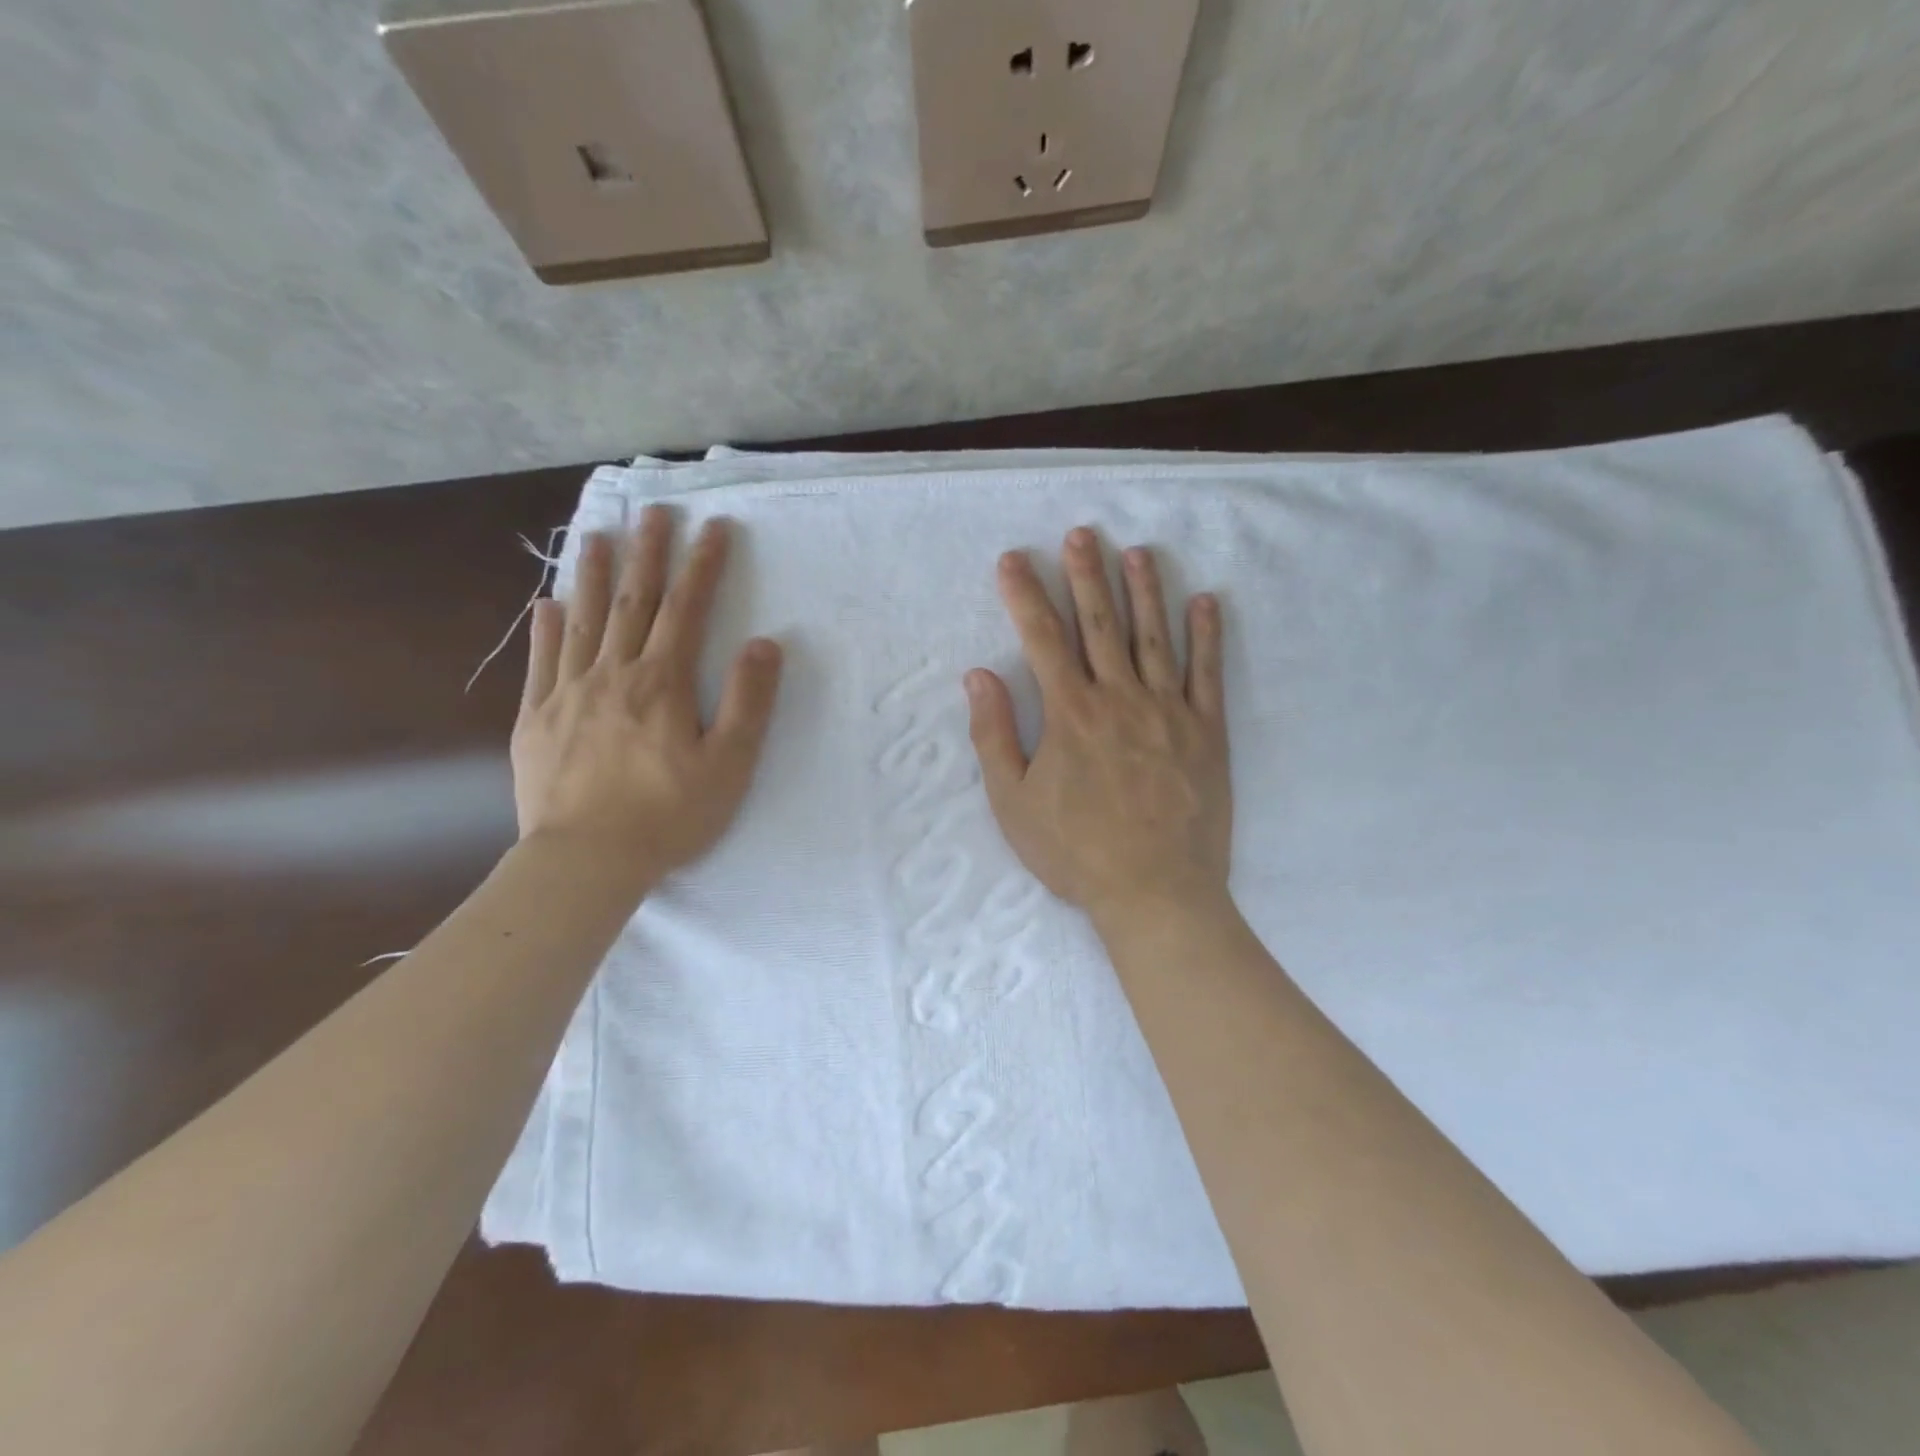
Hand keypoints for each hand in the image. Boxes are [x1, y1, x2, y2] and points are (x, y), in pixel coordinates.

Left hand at [512, 507, 782, 887]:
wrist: (586, 860)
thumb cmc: (669, 816)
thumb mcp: (729, 764)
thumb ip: (748, 701)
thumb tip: (764, 644)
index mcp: (663, 684)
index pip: (687, 610)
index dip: (702, 566)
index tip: (714, 528)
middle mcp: (613, 675)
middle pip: (634, 603)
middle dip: (649, 554)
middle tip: (655, 512)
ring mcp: (568, 694)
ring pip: (584, 621)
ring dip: (595, 576)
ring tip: (599, 536)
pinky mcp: (537, 720)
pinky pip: (541, 663)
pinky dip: (546, 629)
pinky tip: (547, 605)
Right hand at [966, 527, 1230, 927]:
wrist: (1155, 892)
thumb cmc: (1076, 852)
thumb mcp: (1013, 803)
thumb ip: (994, 736)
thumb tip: (978, 677)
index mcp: (1070, 714)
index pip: (1042, 638)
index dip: (1025, 594)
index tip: (1013, 559)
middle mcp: (1119, 698)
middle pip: (1100, 624)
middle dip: (1086, 575)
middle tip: (1082, 533)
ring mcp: (1168, 711)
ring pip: (1154, 637)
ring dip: (1144, 591)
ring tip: (1136, 552)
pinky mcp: (1206, 731)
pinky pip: (1207, 673)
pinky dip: (1207, 635)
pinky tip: (1205, 601)